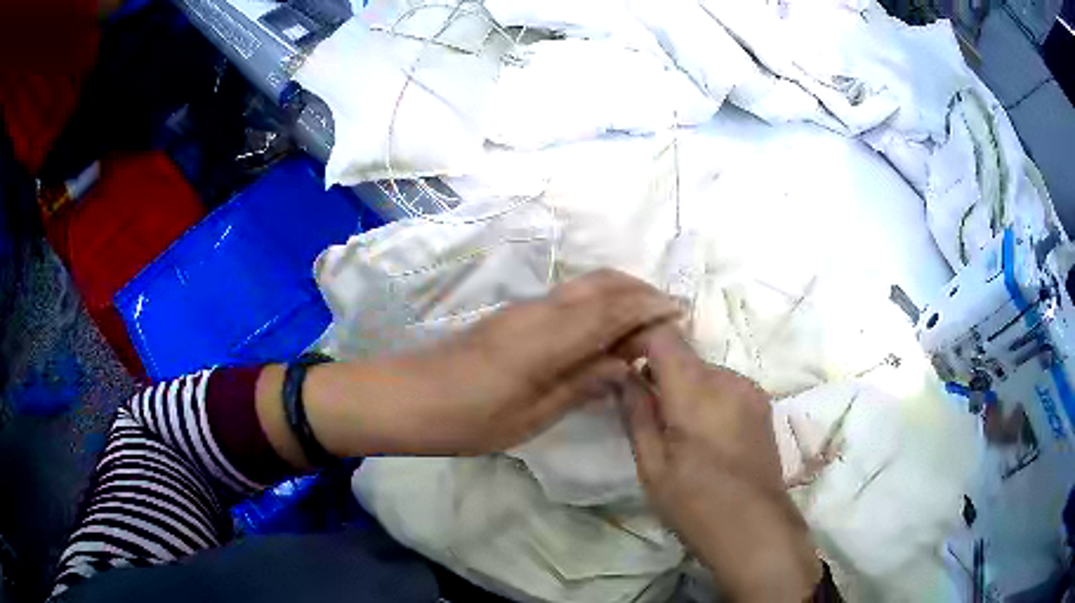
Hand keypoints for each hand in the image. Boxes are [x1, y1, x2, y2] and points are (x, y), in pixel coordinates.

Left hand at [279, 269, 679, 461]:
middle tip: (666, 317)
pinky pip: (568, 297)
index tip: (680, 313)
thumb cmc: (467, 419)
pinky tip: (603, 329)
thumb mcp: (530, 416)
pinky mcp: (513, 315)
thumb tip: (624, 363)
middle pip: (601, 282)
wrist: (406, 398)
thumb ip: (581, 384)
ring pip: (584, 285)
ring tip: (643, 324)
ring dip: (619, 294)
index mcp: (547, 338)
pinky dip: (597, 303)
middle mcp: (539, 310)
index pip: (612, 308)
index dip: (650, 306)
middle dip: (640, 291)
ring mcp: (523, 308)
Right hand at [621, 324, 821, 601]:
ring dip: (684, 387)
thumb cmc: (695, 503)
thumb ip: (636, 413)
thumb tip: (621, 375)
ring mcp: (750, 389)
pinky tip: (703, 434)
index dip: (637, 341)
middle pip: (684, 355)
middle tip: (640, 406)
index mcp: (696, 389)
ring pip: (705, 371)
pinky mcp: (762, 404)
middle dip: (658, 371)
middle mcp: (727, 378)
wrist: (756, 529)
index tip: (617, 363)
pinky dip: (707, 397)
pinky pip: (725, 386)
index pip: (662, 336)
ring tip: (674, 427)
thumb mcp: (652, 465)